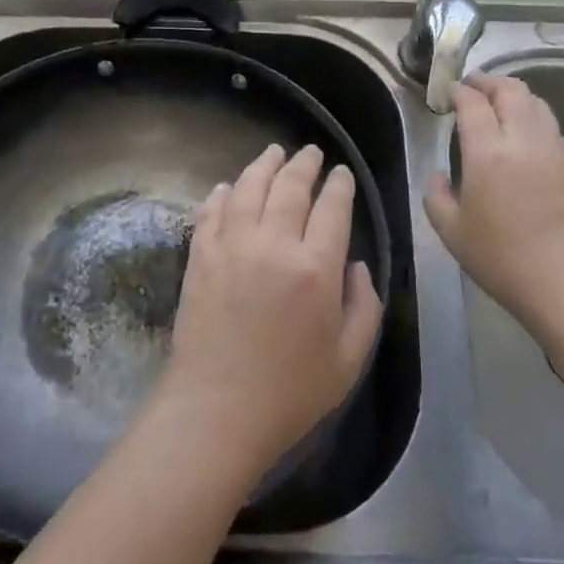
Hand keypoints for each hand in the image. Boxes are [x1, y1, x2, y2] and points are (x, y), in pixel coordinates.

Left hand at [158, 144, 383, 477]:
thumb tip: (356, 265)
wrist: (215, 412)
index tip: (341, 173)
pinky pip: (212, 212)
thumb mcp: (349, 360)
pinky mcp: (200, 257)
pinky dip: (223, 194)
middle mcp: (273, 245)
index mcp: (315, 268)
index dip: (339, 185)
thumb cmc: (290, 393)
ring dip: (264, 165)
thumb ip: (363, 306)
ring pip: (249, 189)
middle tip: (311, 152)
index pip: (332, 208)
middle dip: (304, 165)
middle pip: (290, 187)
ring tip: (273, 153)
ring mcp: (231, 247)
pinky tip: (229, 187)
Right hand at [425, 75, 563, 343]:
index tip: (449, 92)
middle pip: (511, 91)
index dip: (459, 91)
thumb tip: (437, 176)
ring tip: (501, 104)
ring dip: (516, 96)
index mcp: (488, 152)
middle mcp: (523, 141)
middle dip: (490, 82)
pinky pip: (552, 128)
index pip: (473, 103)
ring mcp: (554, 151)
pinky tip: (526, 136)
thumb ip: (436, 196)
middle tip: (474, 87)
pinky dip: (535, 118)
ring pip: (538, 104)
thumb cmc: (500, 258)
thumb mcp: (451, 231)